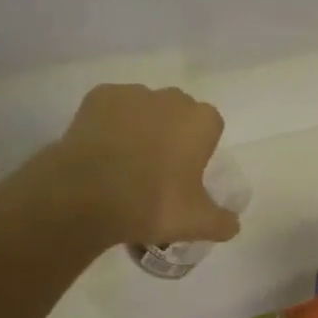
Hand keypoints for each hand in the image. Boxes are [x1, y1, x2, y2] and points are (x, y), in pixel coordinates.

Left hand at [47, 84, 240, 248]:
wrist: (85, 195)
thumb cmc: (151, 204)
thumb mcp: (197, 223)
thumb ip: (222, 222)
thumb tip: (232, 224)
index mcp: (201, 121)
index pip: (211, 127)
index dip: (200, 148)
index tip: (187, 172)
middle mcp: (171, 98)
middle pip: (179, 112)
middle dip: (172, 133)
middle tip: (157, 169)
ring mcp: (133, 93)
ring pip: (145, 108)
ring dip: (141, 126)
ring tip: (124, 162)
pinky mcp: (99, 96)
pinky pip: (113, 108)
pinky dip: (110, 124)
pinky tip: (101, 151)